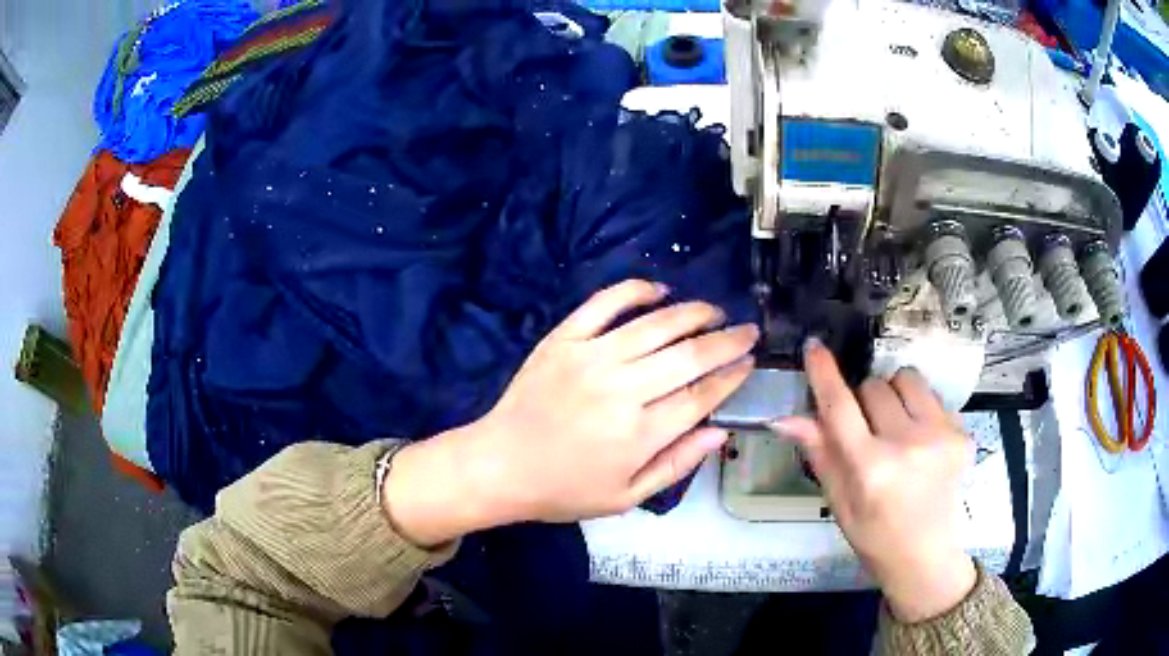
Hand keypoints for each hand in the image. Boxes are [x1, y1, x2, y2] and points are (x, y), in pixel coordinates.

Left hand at [384, 279, 758, 544]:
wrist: (499, 465)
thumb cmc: (564, 489)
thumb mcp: (625, 497)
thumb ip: (676, 465)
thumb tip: (719, 432)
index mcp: (639, 434)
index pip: (701, 395)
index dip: (731, 376)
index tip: (750, 362)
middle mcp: (621, 390)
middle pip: (689, 355)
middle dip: (727, 340)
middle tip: (747, 330)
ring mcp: (590, 358)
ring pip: (656, 324)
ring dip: (693, 312)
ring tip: (714, 310)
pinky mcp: (563, 339)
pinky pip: (604, 303)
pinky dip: (635, 290)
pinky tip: (659, 289)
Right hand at [772, 339, 975, 622]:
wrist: (925, 555)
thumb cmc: (873, 535)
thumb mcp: (838, 502)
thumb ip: (820, 453)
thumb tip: (786, 417)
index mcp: (871, 469)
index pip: (841, 408)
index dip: (824, 374)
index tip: (813, 346)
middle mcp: (909, 445)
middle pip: (874, 386)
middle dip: (862, 400)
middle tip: (866, 429)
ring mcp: (941, 436)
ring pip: (907, 379)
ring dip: (894, 394)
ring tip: (896, 425)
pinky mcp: (962, 433)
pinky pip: (932, 396)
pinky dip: (919, 408)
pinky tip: (920, 440)